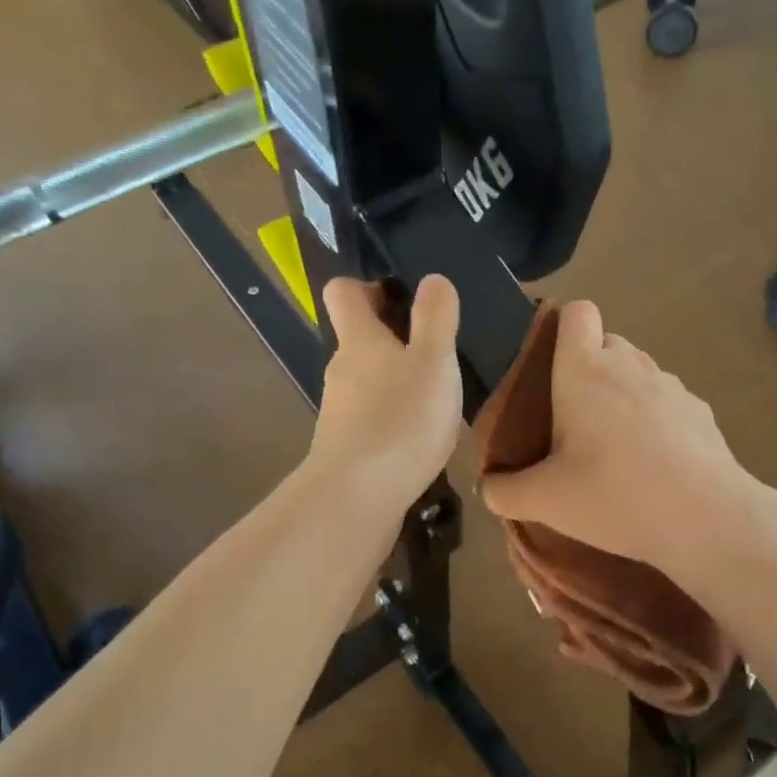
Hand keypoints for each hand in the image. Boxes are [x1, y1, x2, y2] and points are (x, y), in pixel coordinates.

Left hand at [308, 276, 463, 510]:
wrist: (358, 497)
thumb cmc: (401, 420)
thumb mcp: (433, 362)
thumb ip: (436, 318)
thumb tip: (433, 279)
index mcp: (358, 339)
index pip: (343, 292)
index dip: (368, 287)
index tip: (403, 300)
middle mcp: (341, 369)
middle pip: (359, 339)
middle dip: (394, 340)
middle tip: (437, 354)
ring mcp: (339, 411)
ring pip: (367, 381)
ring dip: (396, 382)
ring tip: (435, 400)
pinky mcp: (345, 446)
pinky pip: (370, 418)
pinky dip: (393, 418)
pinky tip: (419, 438)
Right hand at [479, 301, 776, 580]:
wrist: (706, 519)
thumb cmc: (614, 496)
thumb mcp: (544, 501)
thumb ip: (504, 491)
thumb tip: (489, 486)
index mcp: (585, 370)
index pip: (576, 312)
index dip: (562, 328)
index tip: (550, 366)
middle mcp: (630, 364)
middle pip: (606, 342)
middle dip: (588, 369)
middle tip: (573, 420)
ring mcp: (671, 385)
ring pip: (638, 372)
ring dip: (623, 395)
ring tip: (615, 447)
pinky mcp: (701, 412)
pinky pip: (667, 402)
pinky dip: (656, 420)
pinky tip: (654, 464)